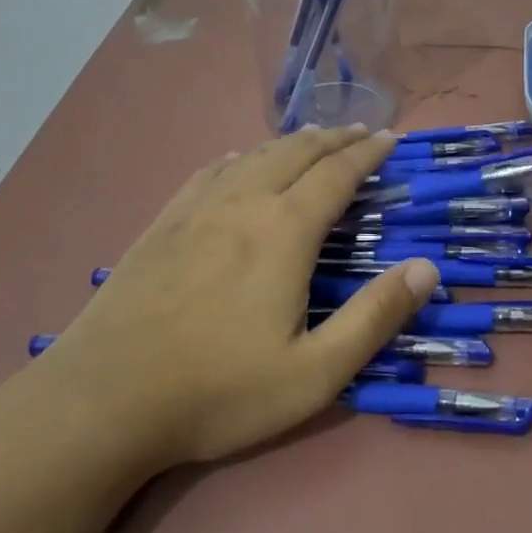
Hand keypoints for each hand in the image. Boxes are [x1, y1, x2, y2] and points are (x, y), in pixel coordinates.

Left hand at [41, 126, 439, 465]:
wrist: (103, 401)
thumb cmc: (219, 391)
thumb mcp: (315, 373)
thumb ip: (375, 318)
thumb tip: (428, 268)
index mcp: (285, 232)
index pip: (337, 174)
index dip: (367, 154)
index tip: (389, 139)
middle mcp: (243, 205)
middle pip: (296, 154)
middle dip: (334, 139)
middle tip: (360, 131)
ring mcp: (195, 211)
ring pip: (252, 158)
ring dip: (289, 143)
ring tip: (311, 138)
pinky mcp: (160, 226)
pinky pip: (207, 174)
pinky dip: (236, 159)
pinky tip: (236, 162)